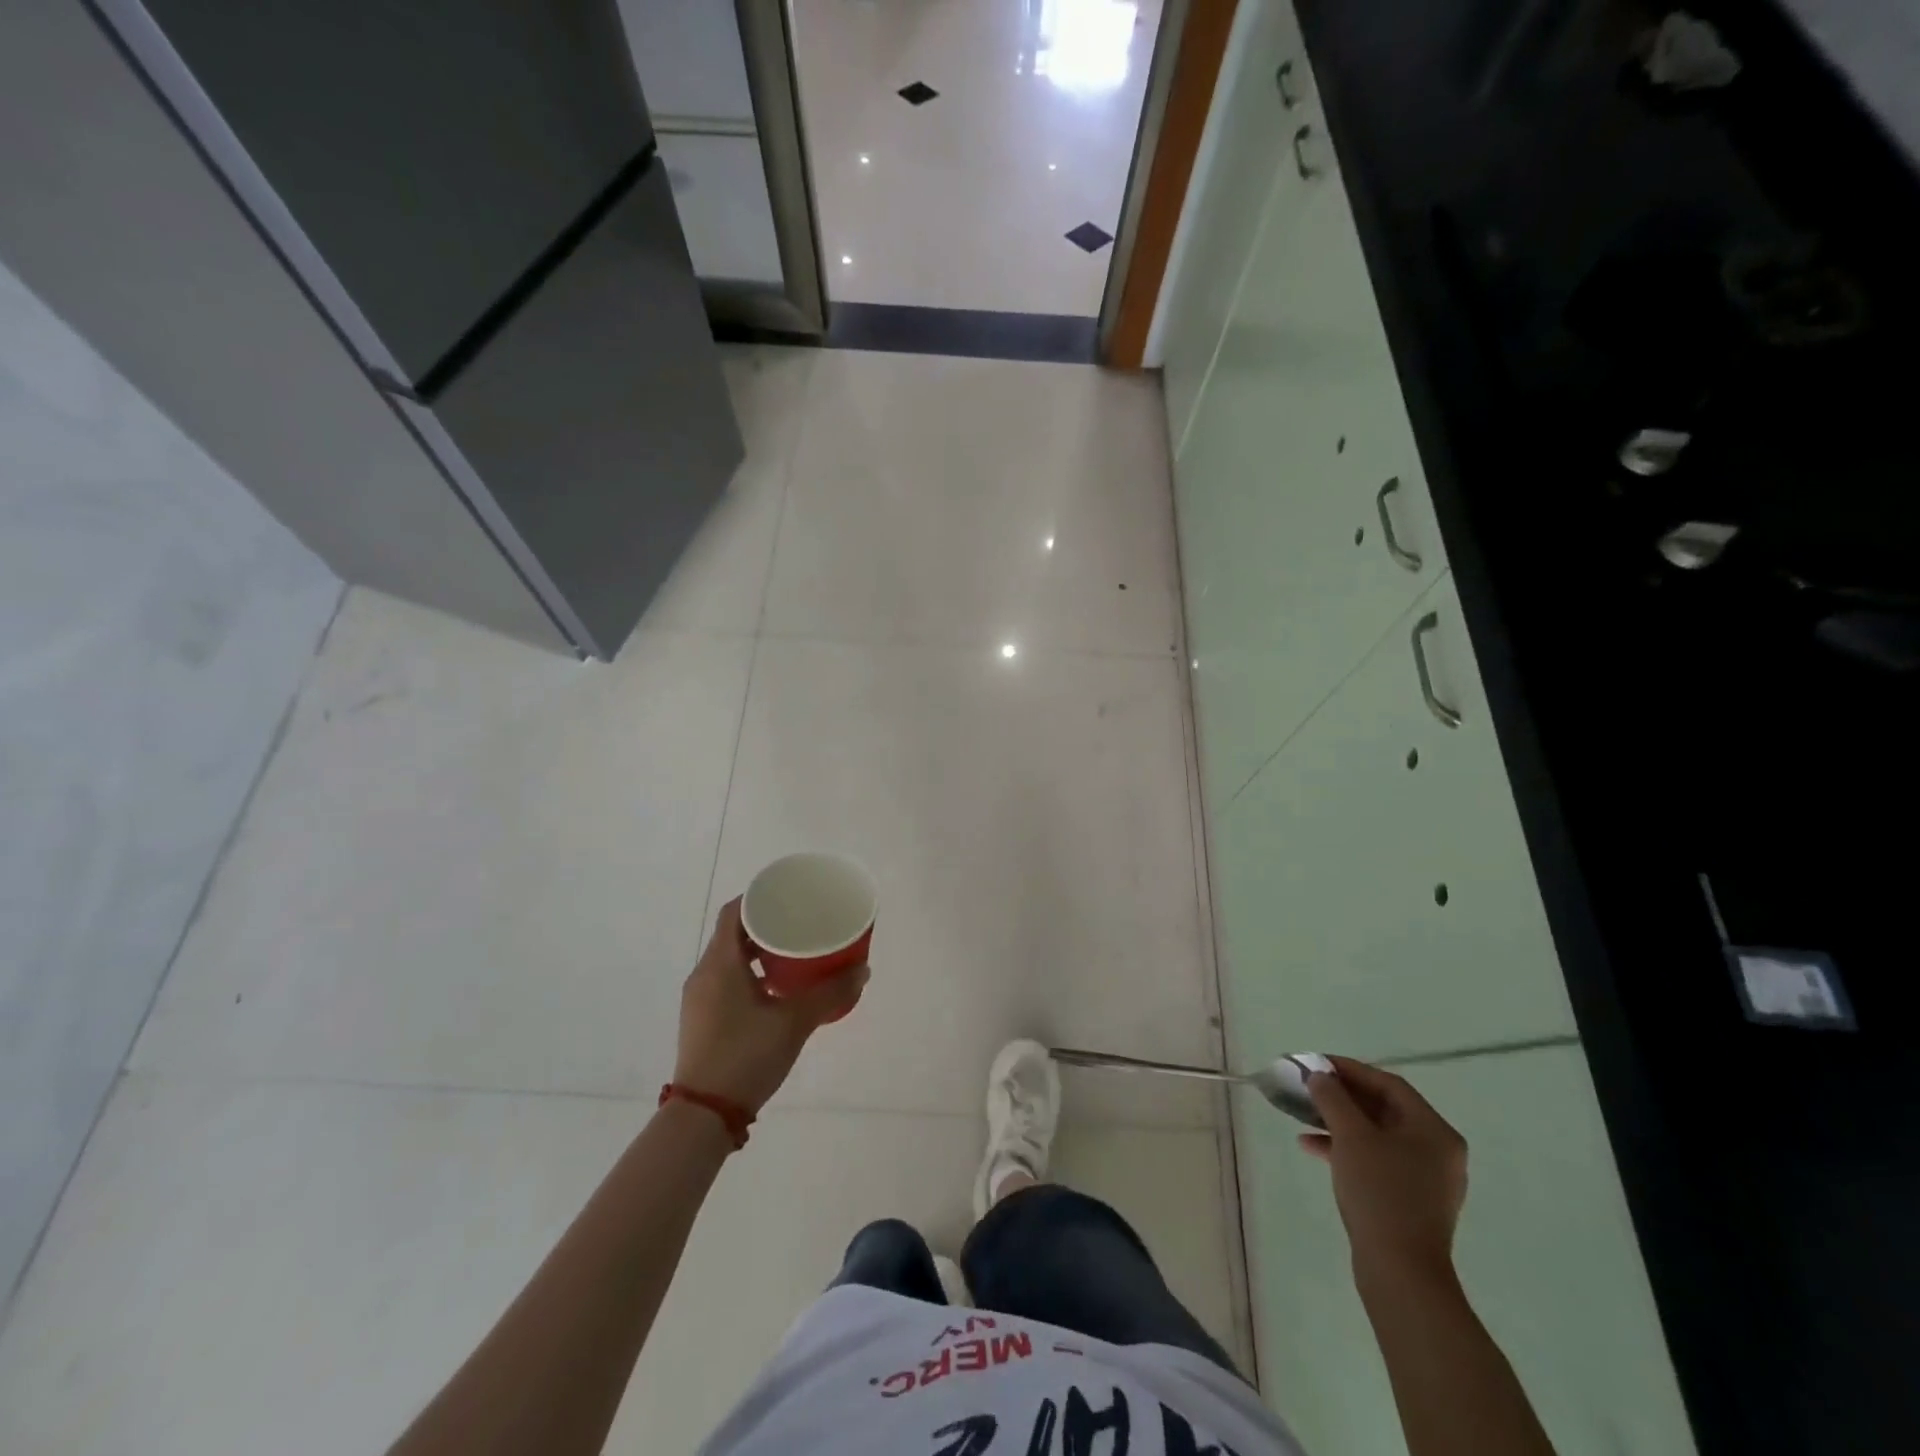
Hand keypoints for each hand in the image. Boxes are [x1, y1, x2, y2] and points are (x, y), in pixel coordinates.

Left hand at [672, 897, 867, 1112]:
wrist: (704, 1115)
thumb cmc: (745, 1055)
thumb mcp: (794, 1022)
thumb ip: (829, 993)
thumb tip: (862, 970)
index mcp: (721, 963)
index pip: (734, 912)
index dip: (759, 897)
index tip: (787, 896)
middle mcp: (704, 974)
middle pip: (732, 934)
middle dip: (765, 925)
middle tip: (798, 924)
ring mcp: (699, 999)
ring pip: (729, 960)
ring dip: (758, 953)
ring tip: (792, 955)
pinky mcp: (701, 1020)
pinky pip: (725, 981)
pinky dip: (749, 975)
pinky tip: (775, 991)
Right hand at [1301, 1056, 1467, 1283]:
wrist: (1401, 1272)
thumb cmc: (1380, 1193)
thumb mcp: (1351, 1136)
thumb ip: (1333, 1098)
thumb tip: (1320, 1076)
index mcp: (1434, 1131)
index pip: (1388, 1084)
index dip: (1350, 1069)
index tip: (1316, 1064)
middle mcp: (1437, 1151)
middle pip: (1384, 1109)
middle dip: (1342, 1097)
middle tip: (1309, 1088)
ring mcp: (1426, 1178)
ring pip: (1377, 1135)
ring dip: (1339, 1122)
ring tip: (1304, 1116)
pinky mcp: (1411, 1201)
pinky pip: (1377, 1160)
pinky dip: (1347, 1149)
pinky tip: (1313, 1148)